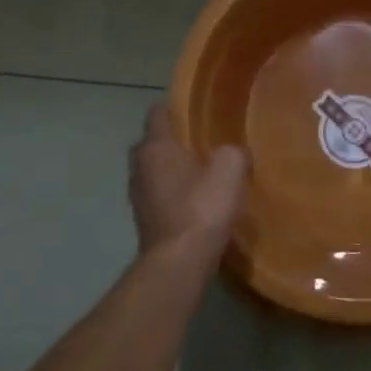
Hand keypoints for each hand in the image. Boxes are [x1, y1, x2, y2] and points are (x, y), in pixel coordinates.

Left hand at [129, 105, 247, 259]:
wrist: (179, 262)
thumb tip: (231, 153)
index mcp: (156, 146)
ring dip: (171, 170)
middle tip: (201, 143)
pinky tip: (195, 201)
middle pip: (152, 142)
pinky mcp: (143, 220)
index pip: (157, 113)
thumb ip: (232, 152)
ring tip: (201, 173)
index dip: (175, 108)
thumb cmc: (202, 207)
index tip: (195, 111)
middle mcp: (140, 166)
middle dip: (172, 141)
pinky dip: (172, 193)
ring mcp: (137, 195)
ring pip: (153, 171)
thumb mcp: (230, 170)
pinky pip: (157, 195)